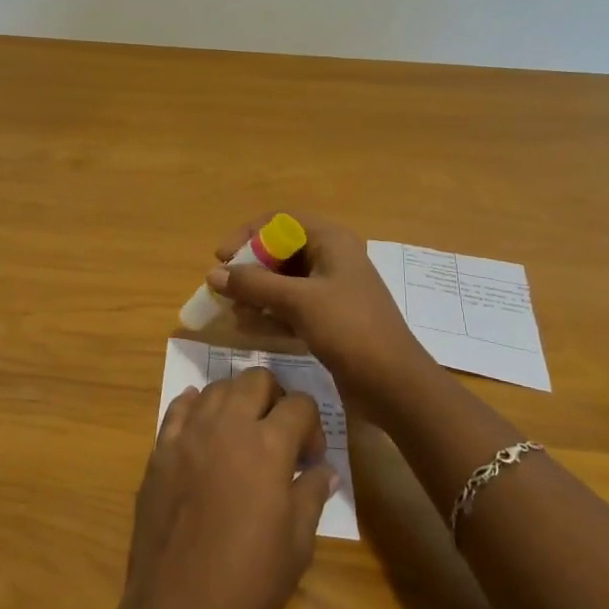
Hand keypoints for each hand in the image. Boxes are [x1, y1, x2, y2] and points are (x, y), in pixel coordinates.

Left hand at [118, 368, 335, 608]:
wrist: (179, 606)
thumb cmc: (248, 579)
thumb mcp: (297, 544)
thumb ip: (312, 495)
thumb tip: (325, 470)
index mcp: (267, 445)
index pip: (299, 404)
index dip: (312, 426)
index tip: (310, 458)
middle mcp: (227, 425)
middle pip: (256, 379)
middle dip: (275, 397)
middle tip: (279, 433)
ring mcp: (189, 433)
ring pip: (217, 387)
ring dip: (237, 400)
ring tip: (243, 432)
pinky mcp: (161, 448)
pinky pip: (179, 408)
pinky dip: (196, 406)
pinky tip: (203, 425)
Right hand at [207, 213, 434, 407]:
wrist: (395, 386)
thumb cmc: (350, 329)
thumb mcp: (299, 301)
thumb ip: (253, 284)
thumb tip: (213, 274)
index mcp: (332, 241)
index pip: (281, 222)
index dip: (248, 234)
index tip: (222, 257)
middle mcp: (331, 260)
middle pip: (280, 252)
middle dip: (249, 268)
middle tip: (222, 288)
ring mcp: (331, 292)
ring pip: (283, 282)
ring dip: (255, 293)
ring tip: (229, 310)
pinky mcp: (328, 321)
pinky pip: (290, 308)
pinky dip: (268, 314)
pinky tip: (245, 327)